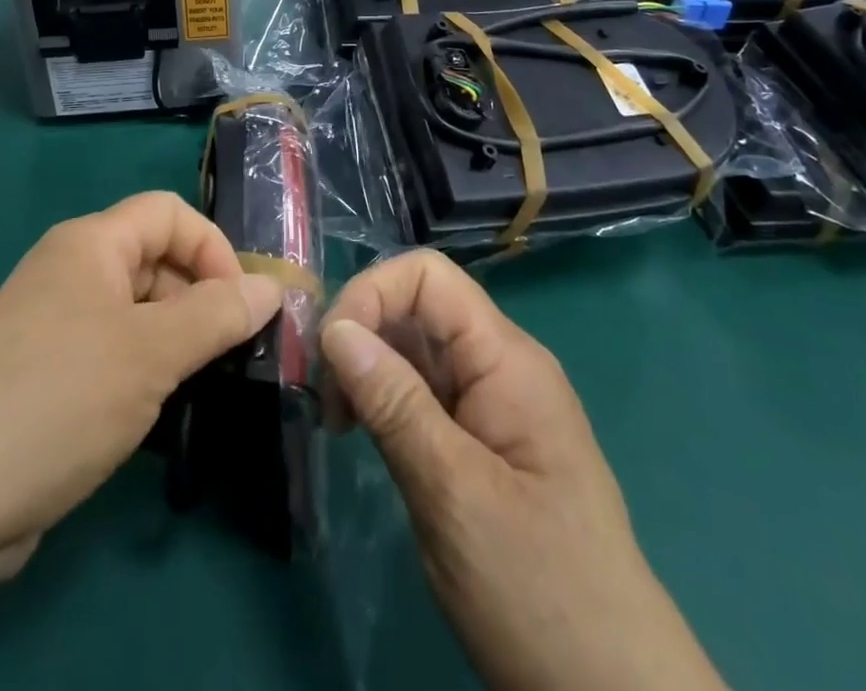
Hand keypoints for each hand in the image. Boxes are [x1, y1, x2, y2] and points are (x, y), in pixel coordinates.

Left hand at [0, 194, 280, 690]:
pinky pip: (113, 352)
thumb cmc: (59, 401)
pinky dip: (144, 372)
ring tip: (198, 390)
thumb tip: (273, 287)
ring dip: (175, 343)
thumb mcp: (152, 353)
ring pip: (137, 312)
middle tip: (229, 359)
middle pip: (156, 260)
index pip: (170, 213)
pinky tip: (158, 415)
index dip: (214, 249)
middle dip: (199, 301)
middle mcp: (70, 271)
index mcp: (90, 243)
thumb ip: (218, 315)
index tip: (241, 308)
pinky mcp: (46, 374)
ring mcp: (55, 324)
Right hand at [320, 251, 725, 690]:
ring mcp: (492, 403)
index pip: (428, 277)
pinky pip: (423, 391)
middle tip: (326, 401)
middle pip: (417, 308)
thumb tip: (335, 328)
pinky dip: (384, 401)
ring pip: (415, 350)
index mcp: (507, 359)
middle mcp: (500, 365)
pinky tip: (364, 435)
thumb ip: (394, 403)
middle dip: (362, 334)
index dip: (371, 294)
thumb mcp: (454, 493)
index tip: (331, 354)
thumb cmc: (538, 589)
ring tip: (339, 423)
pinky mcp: (480, 439)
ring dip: (368, 370)